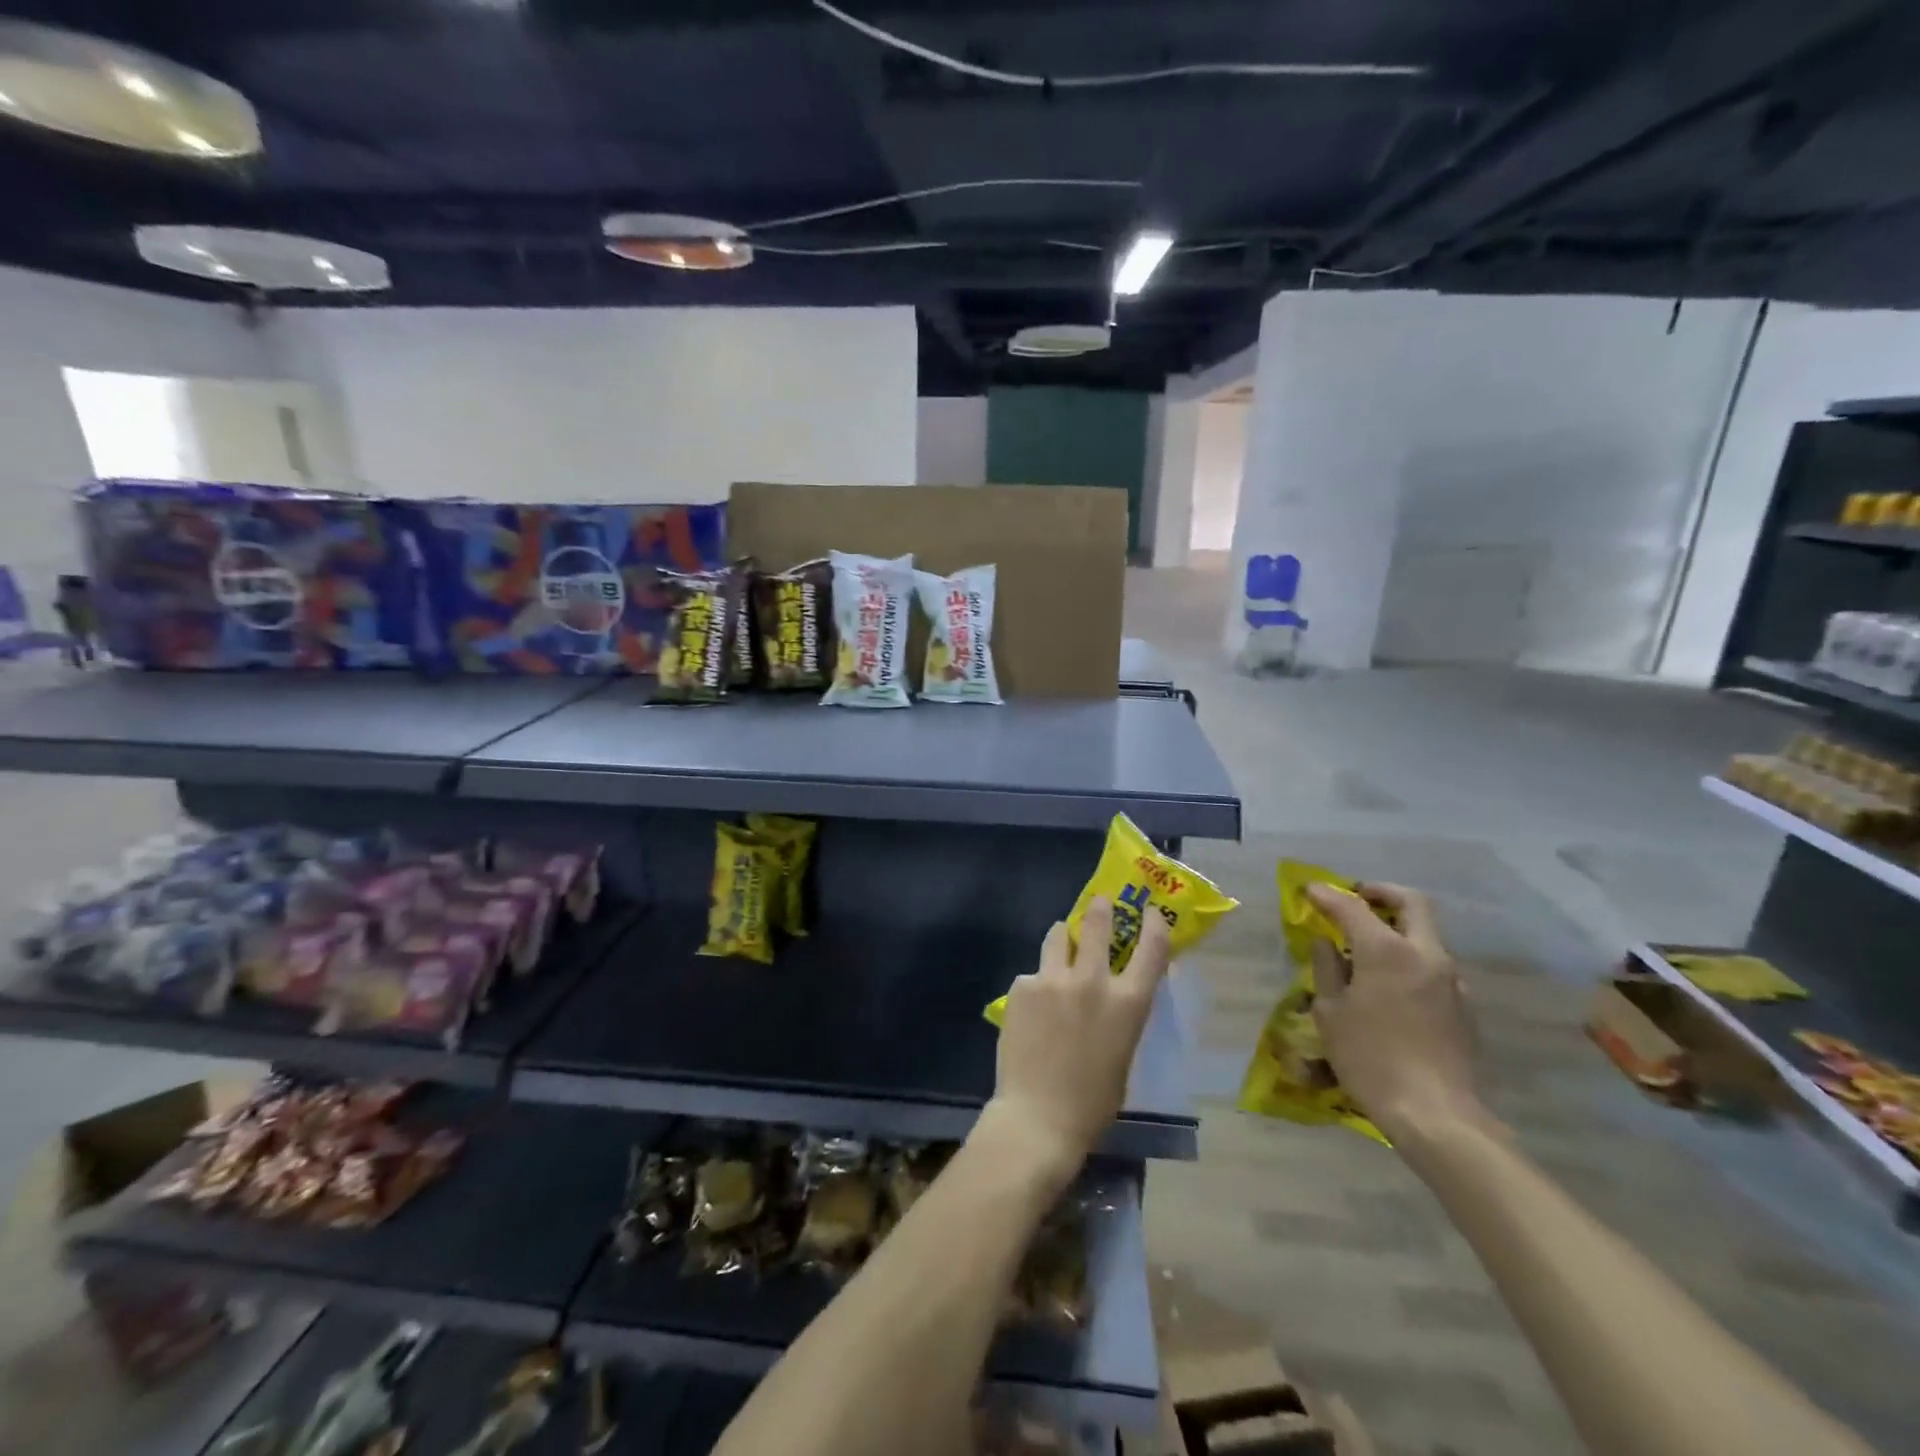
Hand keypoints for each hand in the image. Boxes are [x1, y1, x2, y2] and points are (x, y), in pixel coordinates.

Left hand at [983, 898, 1170, 1186]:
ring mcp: (1053, 979)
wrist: (1038, 1117)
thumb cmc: (1092, 1102)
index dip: (1154, 925)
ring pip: (1058, 936)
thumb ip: (1119, 1016)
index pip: (1152, 949)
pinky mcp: (1022, 986)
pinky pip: (1032, 975)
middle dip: (1099, 909)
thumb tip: (1112, 996)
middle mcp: (1093, 981)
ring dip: (1062, 938)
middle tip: (1098, 903)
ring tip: (1060, 947)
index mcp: (1128, 1003)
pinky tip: (1030, 1011)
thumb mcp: (1122, 1054)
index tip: (1151, 913)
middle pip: (1097, 923)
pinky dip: (1036, 985)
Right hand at [1306, 882, 1482, 1140]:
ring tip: (1368, 947)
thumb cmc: (1370, 1058)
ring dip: (1398, 928)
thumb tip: (1327, 943)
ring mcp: (1451, 980)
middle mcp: (1425, 954)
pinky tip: (1391, 985)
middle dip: (1381, 893)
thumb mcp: (1331, 1011)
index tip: (1310, 890)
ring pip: (1426, 935)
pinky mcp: (1463, 1007)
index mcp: (1387, 950)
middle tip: (1356, 898)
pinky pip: (1433, 967)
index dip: (1328, 895)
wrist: (1435, 1114)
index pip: (1353, 906)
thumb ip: (1327, 968)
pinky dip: (1410, 959)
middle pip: (1411, 903)